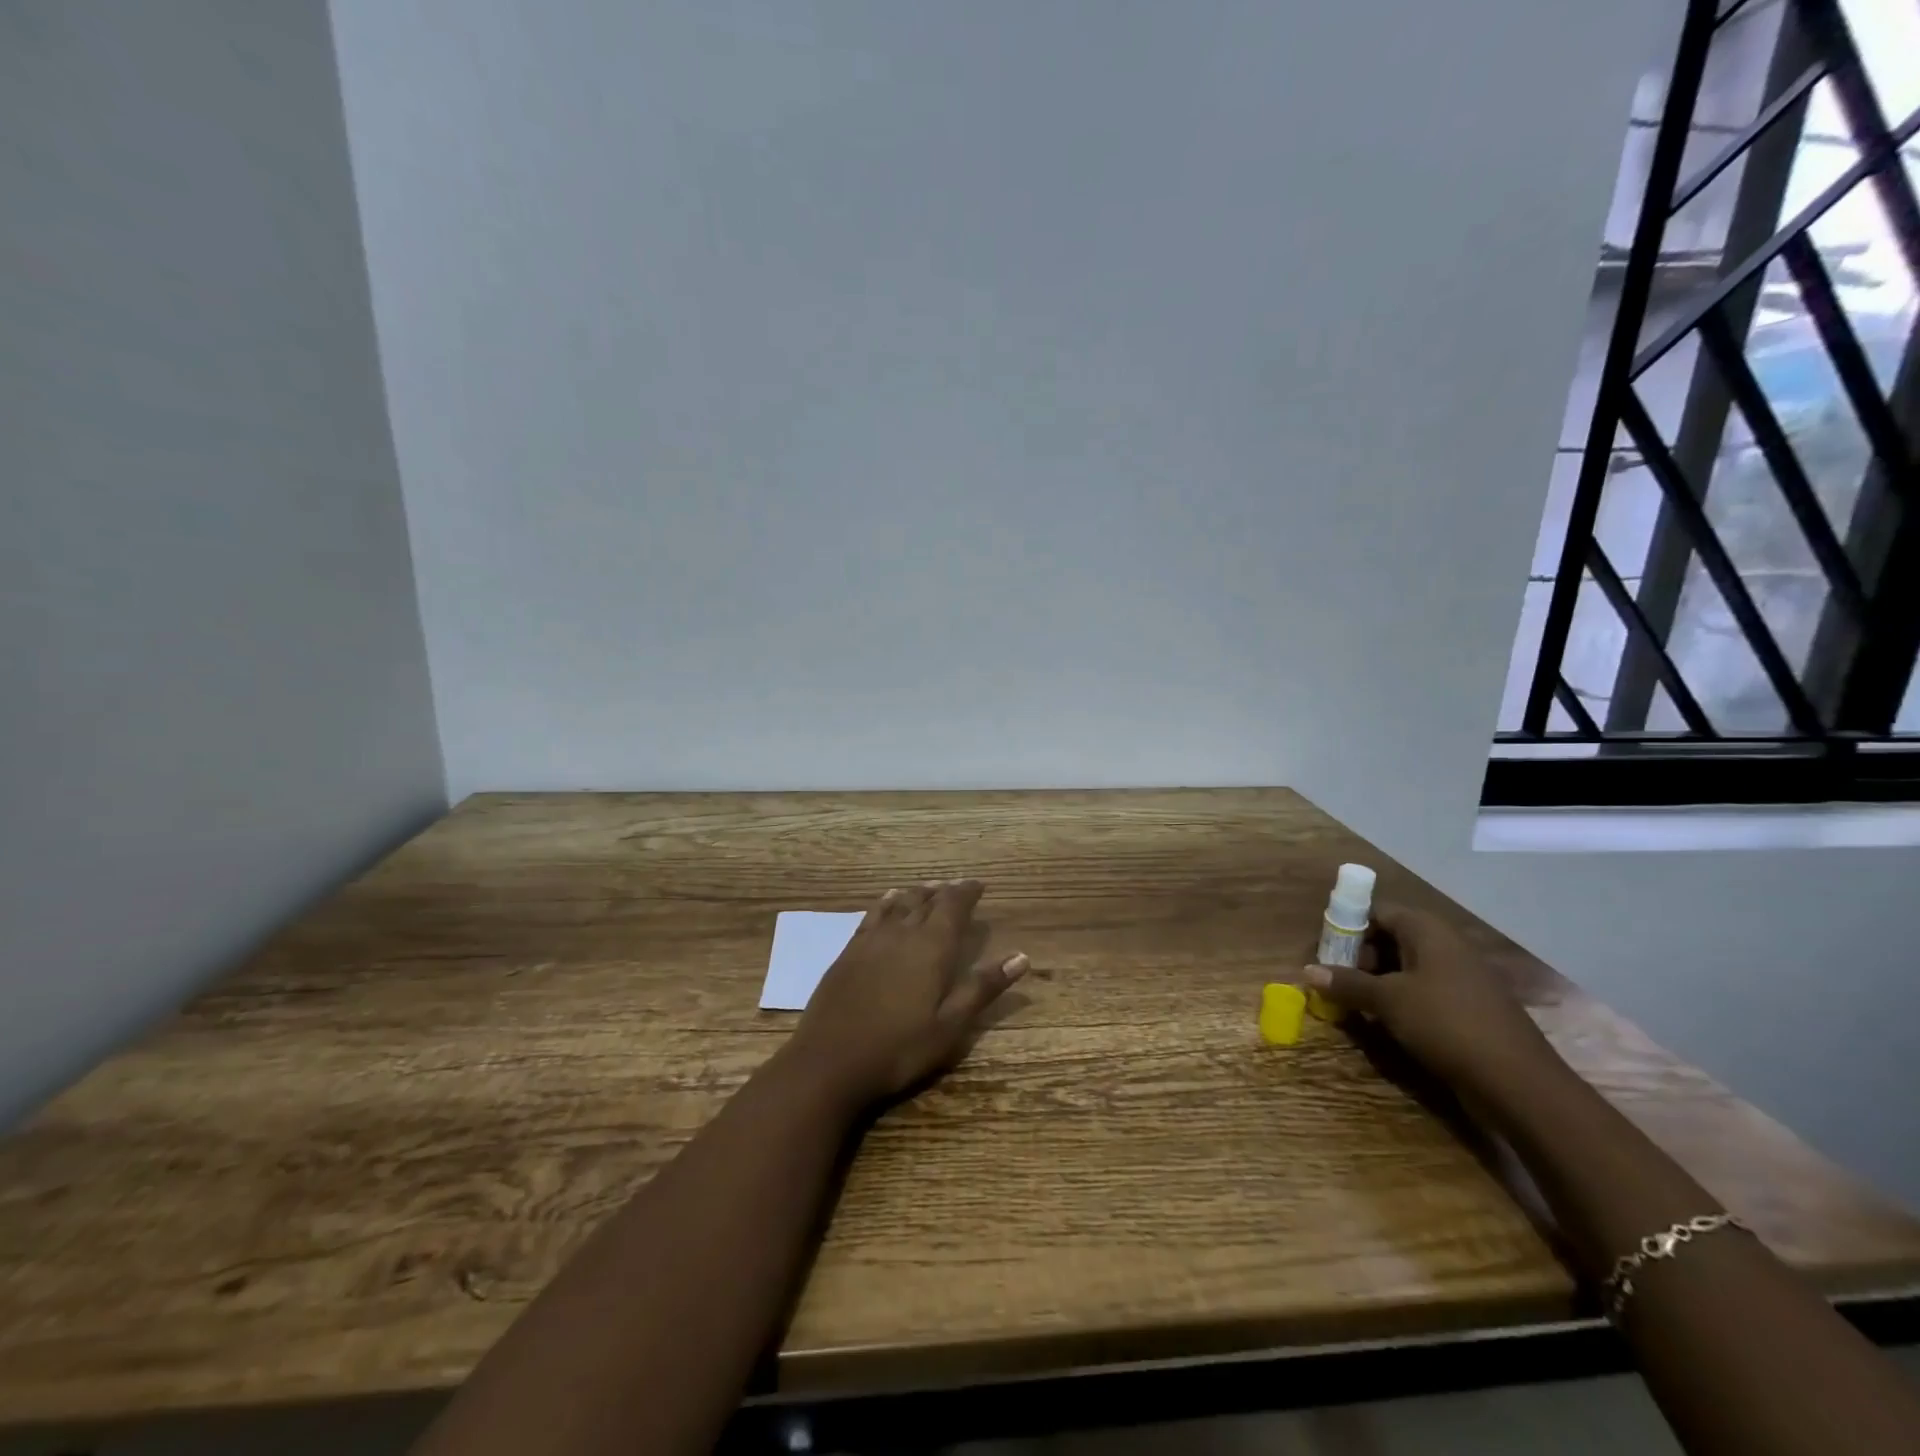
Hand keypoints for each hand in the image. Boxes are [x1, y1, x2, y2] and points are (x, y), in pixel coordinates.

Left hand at [789, 879, 1028, 1108]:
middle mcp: (902, 933)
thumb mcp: (951, 1026)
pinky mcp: (849, 952)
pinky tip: (888, 901)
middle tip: (957, 887)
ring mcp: (871, 940)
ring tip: (929, 889)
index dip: (967, 892)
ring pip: (899, 903)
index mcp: (932, 947)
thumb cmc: (899, 1048)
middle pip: (926, 900)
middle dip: (944, 891)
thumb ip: (983, 987)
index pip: (953, 906)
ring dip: (917, 893)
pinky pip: (873, 914)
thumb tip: (1022, 957)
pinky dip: (886, 902)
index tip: (979, 885)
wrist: (829, 1061)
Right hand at [1302, 904, 1555, 1097]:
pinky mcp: (1469, 1007)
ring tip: (1356, 1005)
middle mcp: (1446, 946)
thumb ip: (1347, 983)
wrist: (1519, 1083)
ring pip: (1407, 967)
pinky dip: (1401, 1000)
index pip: (1378, 911)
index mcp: (1428, 931)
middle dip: (1360, 957)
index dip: (1349, 926)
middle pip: (1391, 937)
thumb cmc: (1446, 1024)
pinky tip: (1387, 1023)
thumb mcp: (1387, 1001)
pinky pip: (1425, 991)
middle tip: (1338, 981)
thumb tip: (1308, 971)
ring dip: (1378, 982)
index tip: (1326, 950)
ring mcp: (1462, 977)